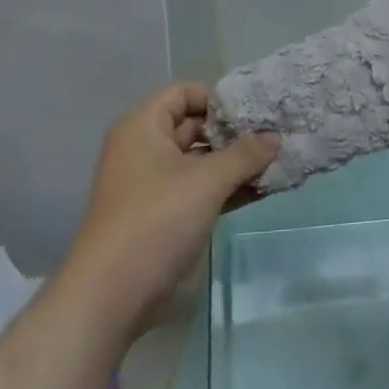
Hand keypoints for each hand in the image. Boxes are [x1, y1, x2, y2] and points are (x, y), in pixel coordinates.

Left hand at [62, 82, 277, 341]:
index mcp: (143, 127)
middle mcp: (144, 148)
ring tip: (277, 164)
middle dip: (234, 134)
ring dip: (235, 164)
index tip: (253, 113)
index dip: (217, 98)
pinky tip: (261, 191)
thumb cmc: (156, 220)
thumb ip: (245, 154)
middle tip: (275, 137)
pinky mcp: (163, 215)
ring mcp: (152, 184)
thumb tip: (275, 136)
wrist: (112, 295)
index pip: (183, 93)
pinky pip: (198, 190)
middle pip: (194, 126)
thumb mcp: (206, 181)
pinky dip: (226, 188)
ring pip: (199, 161)